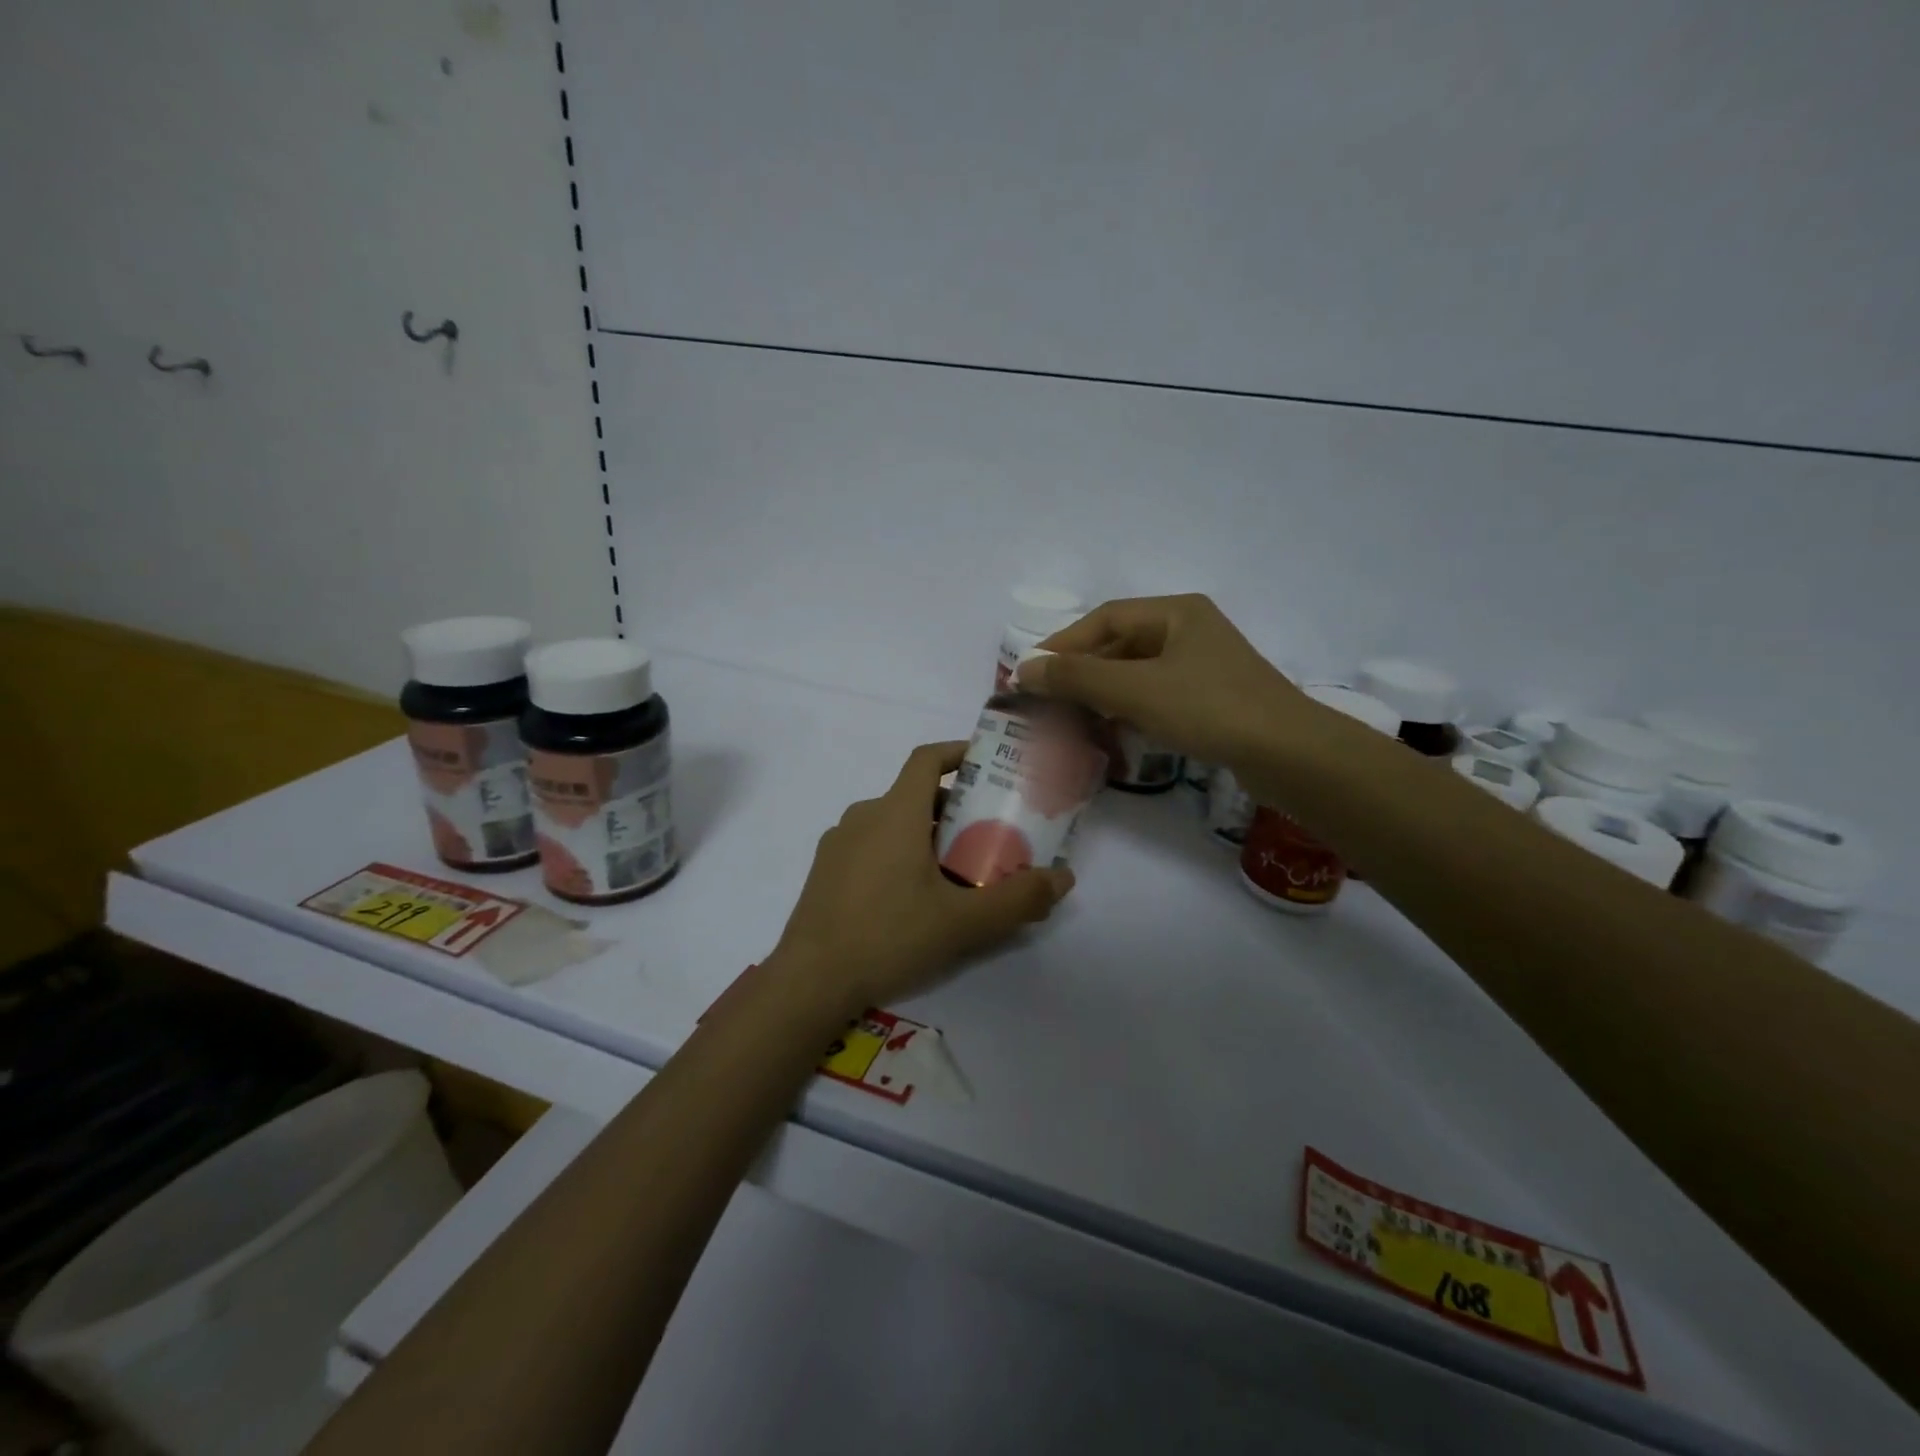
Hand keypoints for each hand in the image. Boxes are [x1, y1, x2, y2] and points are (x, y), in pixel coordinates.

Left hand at [770, 742, 1073, 1013]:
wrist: (809, 982)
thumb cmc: (889, 937)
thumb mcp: (963, 923)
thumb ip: (1017, 899)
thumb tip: (1064, 878)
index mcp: (894, 813)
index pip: (927, 759)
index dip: (958, 752)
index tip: (987, 764)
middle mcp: (863, 816)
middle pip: (915, 795)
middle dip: (954, 808)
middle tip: (986, 836)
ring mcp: (838, 843)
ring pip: (891, 822)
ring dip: (925, 834)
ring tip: (954, 872)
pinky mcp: (824, 871)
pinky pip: (869, 845)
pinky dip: (897, 852)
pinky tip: (910, 897)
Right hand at [1019, 593, 1307, 768]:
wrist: (1288, 754)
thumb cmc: (1209, 708)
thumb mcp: (1135, 689)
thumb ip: (1076, 677)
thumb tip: (1022, 669)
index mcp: (1176, 613)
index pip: (1104, 620)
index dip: (1063, 644)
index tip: (1031, 672)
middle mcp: (1190, 631)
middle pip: (1120, 645)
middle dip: (1082, 672)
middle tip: (1048, 700)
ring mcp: (1204, 666)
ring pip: (1138, 673)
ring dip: (1103, 693)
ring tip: (1072, 718)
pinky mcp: (1212, 699)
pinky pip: (1157, 695)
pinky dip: (1129, 709)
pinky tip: (1113, 730)